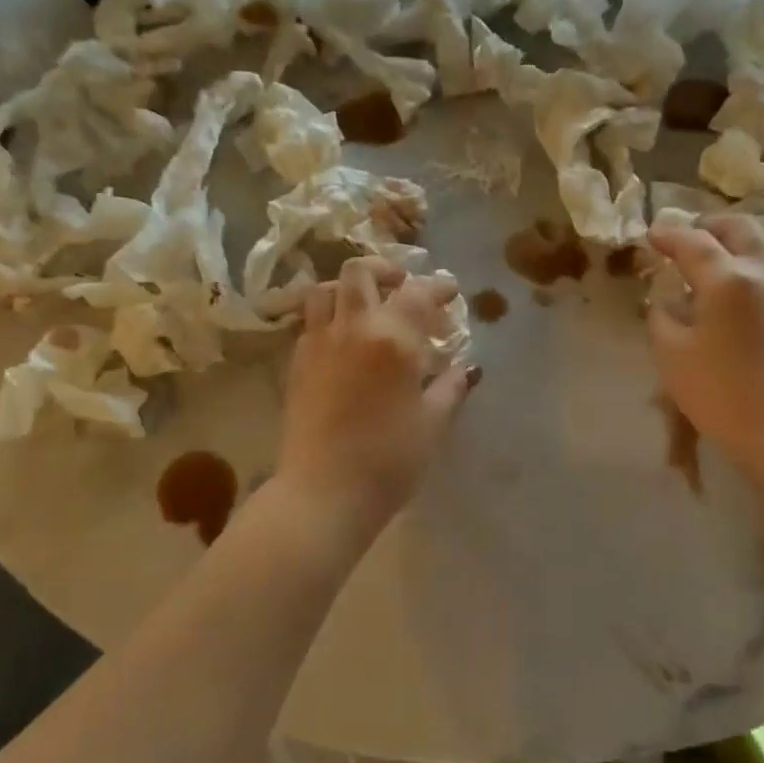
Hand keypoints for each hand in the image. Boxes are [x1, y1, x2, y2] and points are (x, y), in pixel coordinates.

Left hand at [277, 257, 474, 526]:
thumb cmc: (389, 460)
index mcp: (393, 338)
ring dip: (349, 288)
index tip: (451, 291)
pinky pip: (311, 321)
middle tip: (403, 286)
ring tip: (367, 307)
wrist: (322, 492)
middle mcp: (352, 328)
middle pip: (360, 271)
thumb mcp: (432, 424)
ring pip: (326, 289)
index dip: (439, 286)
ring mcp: (318, 342)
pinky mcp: (296, 363)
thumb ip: (451, 387)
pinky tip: (344, 342)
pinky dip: (330, 317)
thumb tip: (467, 368)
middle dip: (386, 270)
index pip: (418, 292)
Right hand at [647, 214, 763, 469]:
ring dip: (733, 241)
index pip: (693, 242)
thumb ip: (663, 316)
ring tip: (709, 257)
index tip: (650, 234)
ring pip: (762, 244)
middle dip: (708, 227)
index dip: (668, 235)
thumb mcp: (671, 353)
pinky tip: (729, 284)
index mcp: (728, 278)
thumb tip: (667, 300)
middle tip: (682, 239)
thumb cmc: (719, 392)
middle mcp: (762, 272)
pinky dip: (747, 261)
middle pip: (738, 229)